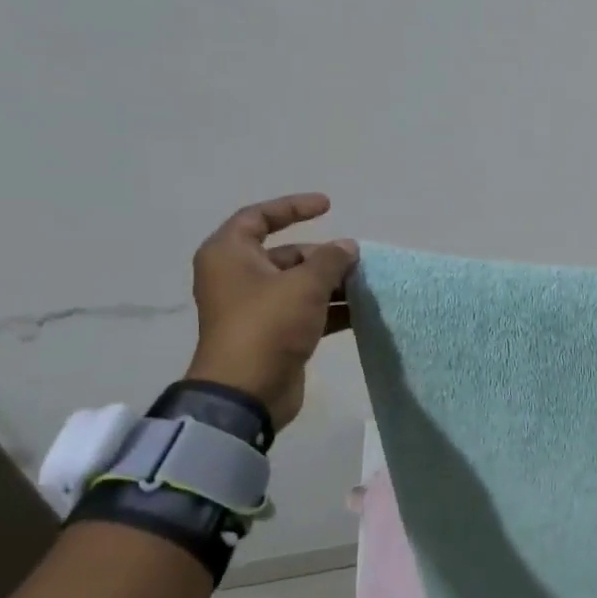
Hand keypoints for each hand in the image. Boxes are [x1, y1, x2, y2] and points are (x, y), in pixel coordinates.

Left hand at [185, 193, 356, 429]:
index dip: (293, 207)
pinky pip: (304, 311)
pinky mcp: (272, 333)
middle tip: (357, 260)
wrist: (247, 391)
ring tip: (366, 285)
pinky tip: (361, 312)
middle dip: (324, 256)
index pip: (259, 217)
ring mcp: (255, 307)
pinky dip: (329, 309)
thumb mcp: (304, 285)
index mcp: (230, 255)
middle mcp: (238, 276)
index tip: (329, 206)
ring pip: (298, 285)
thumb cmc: (267, 326)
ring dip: (332, 284)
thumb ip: (330, 260)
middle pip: (286, 254)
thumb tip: (348, 247)